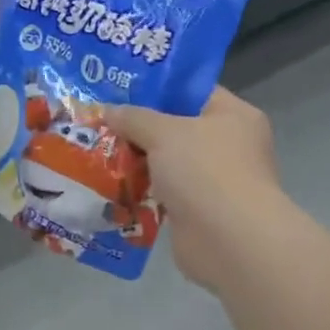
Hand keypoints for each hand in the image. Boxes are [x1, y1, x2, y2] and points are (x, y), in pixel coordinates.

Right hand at [105, 87, 302, 291]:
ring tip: (96, 149)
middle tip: (101, 119)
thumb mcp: (162, 132)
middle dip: (139, 126)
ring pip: (167, 161)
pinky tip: (110, 183)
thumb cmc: (204, 171)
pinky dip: (141, 189)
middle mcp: (229, 144)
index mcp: (233, 115)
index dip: (156, 87)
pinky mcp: (198, 210)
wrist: (229, 242)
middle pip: (176, 127)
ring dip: (137, 160)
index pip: (192, 91)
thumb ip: (133, 117)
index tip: (119, 87)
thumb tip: (107, 110)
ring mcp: (214, 180)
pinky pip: (163, 191)